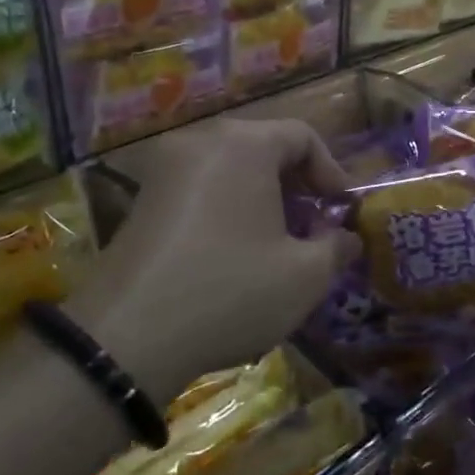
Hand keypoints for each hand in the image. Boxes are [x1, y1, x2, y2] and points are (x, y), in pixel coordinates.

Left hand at [71, 119, 359, 401]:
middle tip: (313, 228)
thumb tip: (347, 238)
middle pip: (264, 148)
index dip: (332, 171)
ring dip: (263, 198)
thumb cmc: (231, 292)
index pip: (302, 136)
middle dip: (297, 186)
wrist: (127, 338)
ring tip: (277, 245)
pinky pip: (200, 189)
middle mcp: (200, 142)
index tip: (341, 212)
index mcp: (243, 145)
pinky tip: (234, 254)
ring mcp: (163, 170)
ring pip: (231, 169)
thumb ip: (337, 247)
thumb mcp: (305, 276)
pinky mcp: (141, 201)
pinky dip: (228, 208)